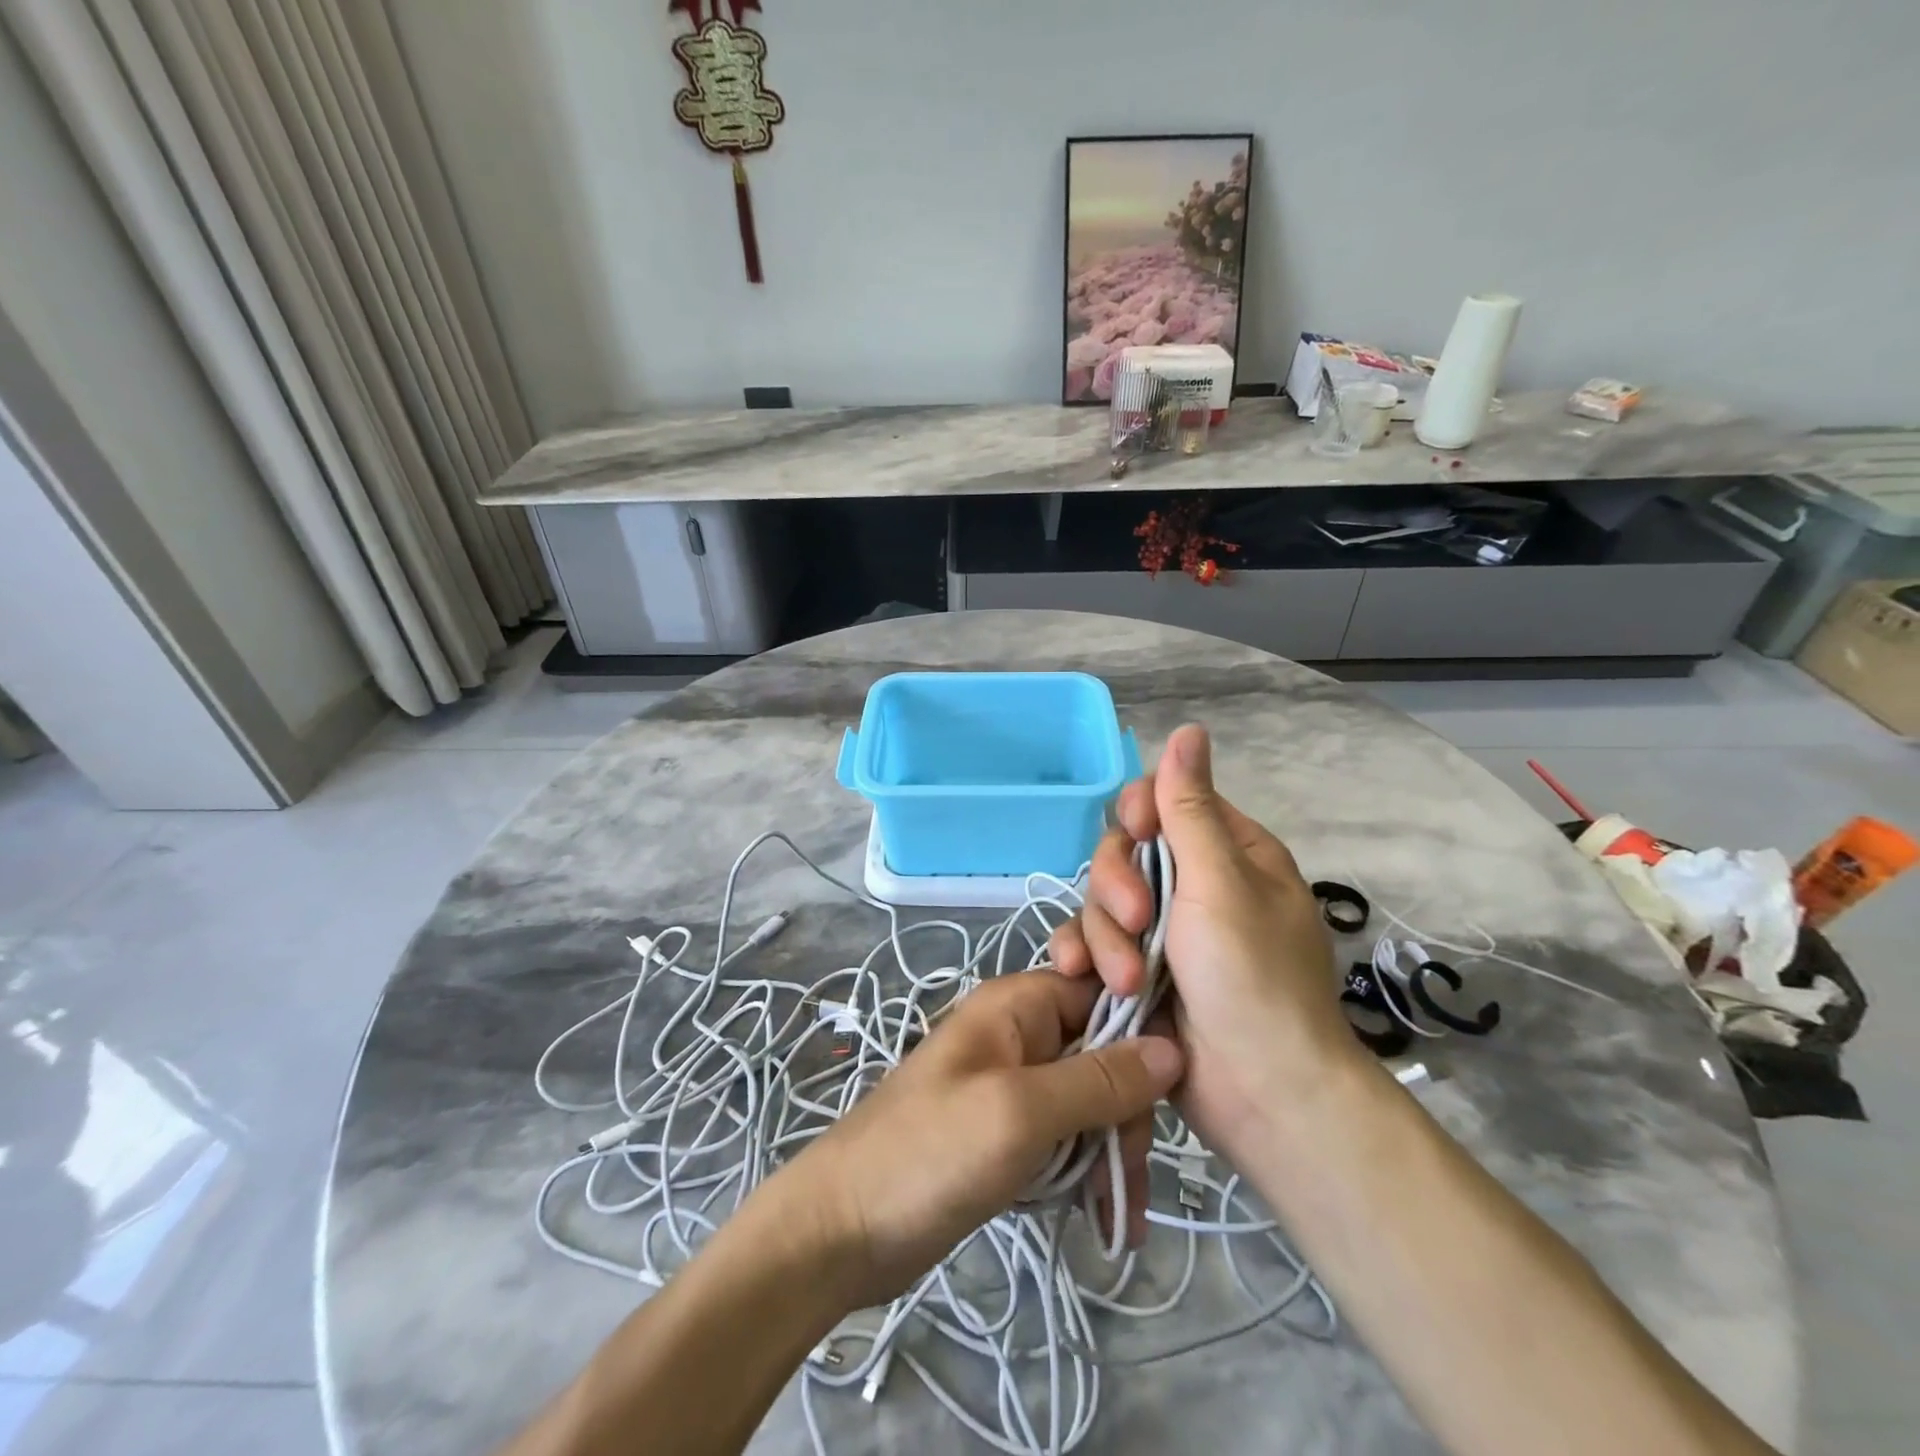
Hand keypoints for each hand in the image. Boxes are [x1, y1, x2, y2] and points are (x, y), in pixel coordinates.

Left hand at [768, 971, 1182, 1311]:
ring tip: (1119, 1211)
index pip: (1103, 990)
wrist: (844, 1228)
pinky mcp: (1011, 1132)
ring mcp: (1015, 1085)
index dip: (1141, 1030)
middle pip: (1105, 1052)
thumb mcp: (1021, 1112)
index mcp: (1018, 1005)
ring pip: (1092, 1100)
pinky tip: (1107, 1218)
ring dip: (1112, 1151)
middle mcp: (1021, 1034)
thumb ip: (1098, 1080)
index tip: (1173, 1088)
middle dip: (1127, 1110)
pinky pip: (1068, 1137)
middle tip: (1128, 1172)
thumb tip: (1172, 1048)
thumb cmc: (930, 1153)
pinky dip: (1089, 1171)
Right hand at [1049, 724, 1361, 1174]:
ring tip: (1128, 981)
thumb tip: (1189, 730)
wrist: (1262, 1097)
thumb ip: (1190, 809)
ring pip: (1100, 902)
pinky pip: (1091, 944)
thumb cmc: (1253, 979)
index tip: (1134, 836)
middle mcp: (1192, 886)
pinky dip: (1082, 957)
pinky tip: (1077, 976)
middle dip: (1118, 886)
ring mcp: (1161, 932)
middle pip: (1123, 852)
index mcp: (1228, 854)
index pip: (1164, 803)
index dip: (1138, 814)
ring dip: (1105, 937)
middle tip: (1136, 923)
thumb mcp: (1220, 884)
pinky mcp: (1134, 972)